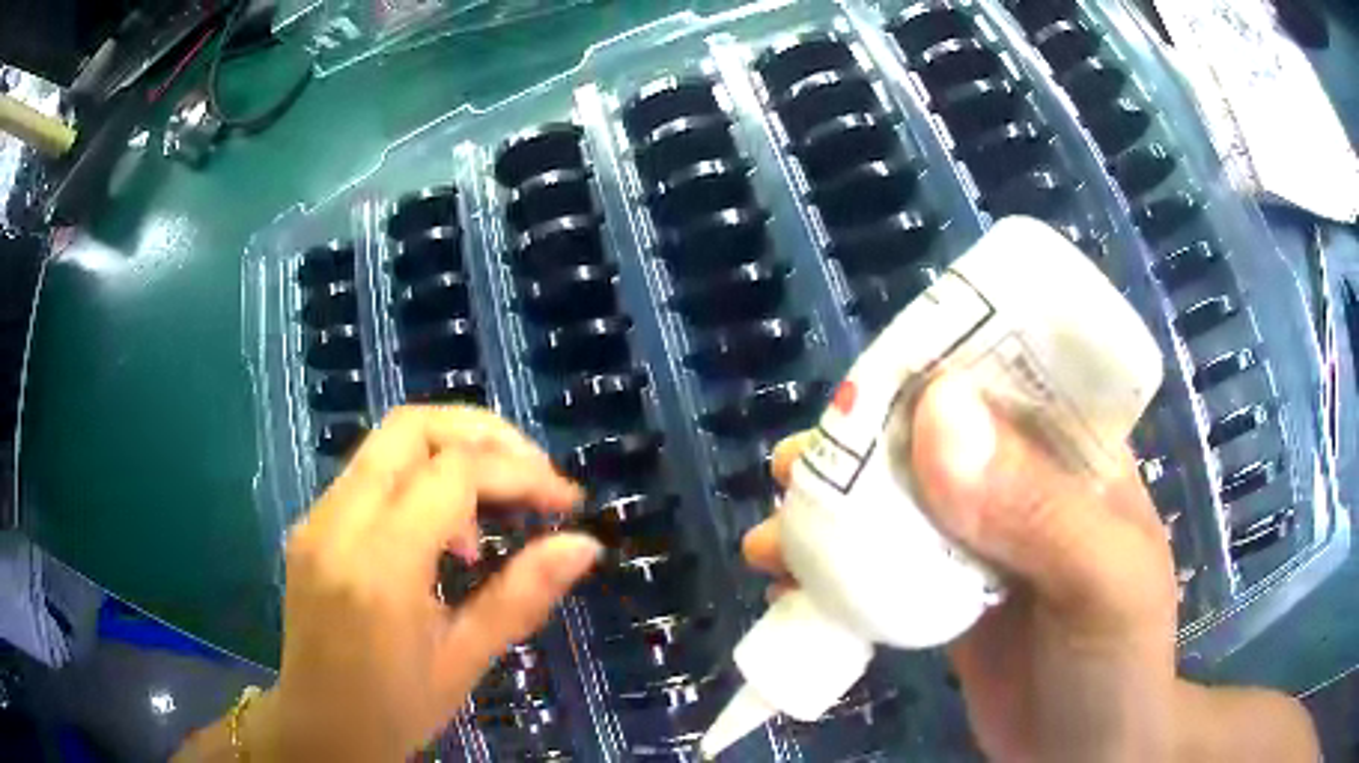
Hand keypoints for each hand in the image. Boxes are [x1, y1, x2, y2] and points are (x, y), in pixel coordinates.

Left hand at [198, 406, 600, 761]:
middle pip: (412, 426)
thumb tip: (584, 545)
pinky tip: (444, 529)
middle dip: (484, 434)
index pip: (453, 473)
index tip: (566, 501)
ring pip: (388, 442)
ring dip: (452, 452)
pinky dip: (419, 477)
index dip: (520, 473)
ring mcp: (317, 517)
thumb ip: (522, 595)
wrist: (317, 728)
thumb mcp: (465, 661)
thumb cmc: (394, 708)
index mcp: (379, 566)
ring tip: (493, 510)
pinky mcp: (312, 523)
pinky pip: (370, 473)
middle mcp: (338, 523)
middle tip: (533, 473)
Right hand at [743, 377, 1317, 761]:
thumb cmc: (1119, 664)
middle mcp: (1023, 484)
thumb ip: (1038, 508)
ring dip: (833, 511)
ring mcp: (979, 543)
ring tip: (775, 534)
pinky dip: (833, 572)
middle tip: (796, 467)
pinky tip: (790, 586)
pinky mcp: (945, 598)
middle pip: (933, 438)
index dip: (935, 366)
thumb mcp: (1103, 583)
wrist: (1086, 755)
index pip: (1006, 377)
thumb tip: (937, 412)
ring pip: (898, 503)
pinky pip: (882, 569)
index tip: (860, 388)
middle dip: (859, 446)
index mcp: (1073, 454)